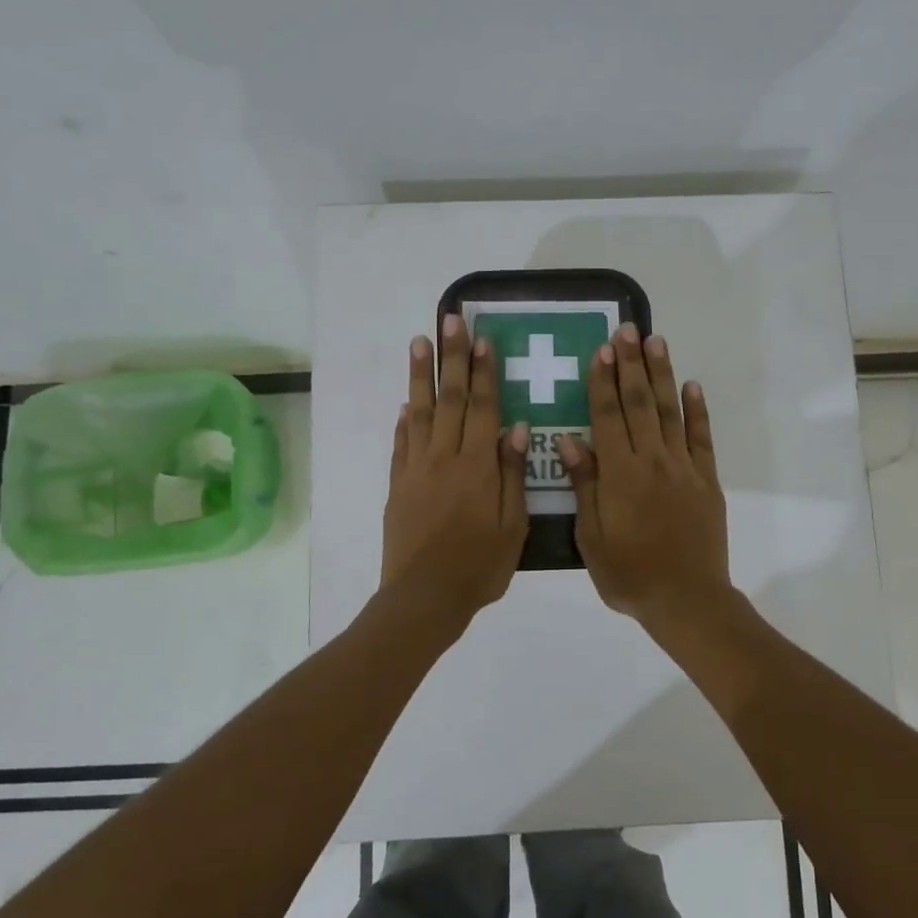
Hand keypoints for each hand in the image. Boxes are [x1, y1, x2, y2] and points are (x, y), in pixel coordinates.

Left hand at [380, 314, 530, 623]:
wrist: (425, 596)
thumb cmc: (479, 566)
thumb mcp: (512, 525)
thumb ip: (512, 474)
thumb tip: (518, 428)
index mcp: (476, 466)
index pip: (482, 407)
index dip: (483, 372)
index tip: (482, 340)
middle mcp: (444, 457)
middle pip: (449, 399)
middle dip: (452, 357)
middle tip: (449, 320)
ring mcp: (416, 469)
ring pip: (419, 413)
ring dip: (421, 376)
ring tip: (419, 342)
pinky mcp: (399, 485)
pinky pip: (401, 443)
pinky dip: (404, 420)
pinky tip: (406, 403)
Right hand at [557, 324, 733, 629]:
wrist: (686, 599)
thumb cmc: (629, 574)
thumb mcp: (592, 537)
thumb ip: (585, 485)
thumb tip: (571, 440)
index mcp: (619, 474)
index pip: (607, 416)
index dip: (603, 381)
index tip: (601, 349)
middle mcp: (652, 461)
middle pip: (640, 404)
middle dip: (632, 365)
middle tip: (629, 330)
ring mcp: (683, 469)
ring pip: (670, 412)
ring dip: (662, 375)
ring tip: (657, 342)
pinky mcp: (706, 481)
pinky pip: (701, 439)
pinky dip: (697, 411)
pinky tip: (692, 386)